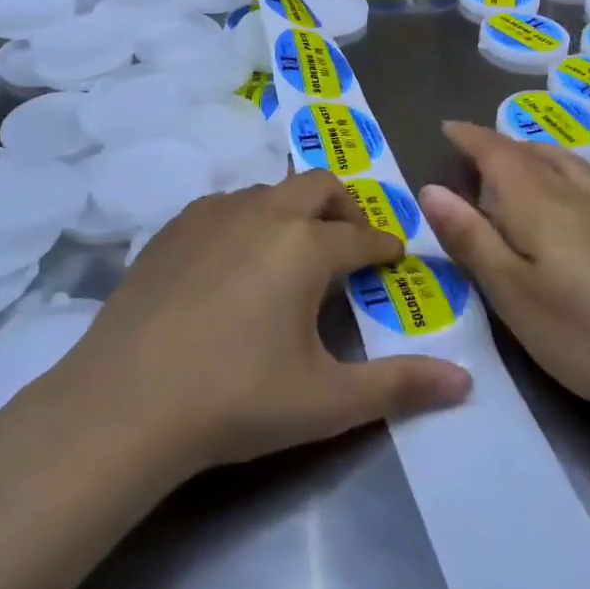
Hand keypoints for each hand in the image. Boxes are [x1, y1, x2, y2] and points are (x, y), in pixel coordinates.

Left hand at [56, 171, 471, 479]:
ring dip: (294, 212)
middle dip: (345, 208)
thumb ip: (399, 386)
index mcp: (306, 246)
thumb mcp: (326, 401)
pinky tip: (233, 264)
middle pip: (319, 185)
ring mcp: (212, 214)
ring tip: (291, 257)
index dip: (387, 247)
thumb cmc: (236, 399)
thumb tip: (464, 380)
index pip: (363, 236)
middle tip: (349, 245)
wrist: (125, 402)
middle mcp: (263, 212)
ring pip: (270, 191)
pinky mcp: (172, 227)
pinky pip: (225, 206)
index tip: (395, 258)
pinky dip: (247, 221)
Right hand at [420, 121, 589, 420]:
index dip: (469, 137)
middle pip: (530, 152)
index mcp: (538, 204)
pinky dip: (561, 168)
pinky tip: (568, 195)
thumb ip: (471, 239)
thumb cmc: (587, 334)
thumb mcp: (513, 295)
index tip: (447, 127)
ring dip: (531, 152)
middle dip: (497, 144)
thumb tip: (431, 189)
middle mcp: (576, 192)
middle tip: (472, 152)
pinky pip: (587, 177)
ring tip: (515, 163)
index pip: (496, 153)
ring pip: (564, 160)